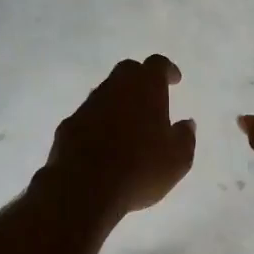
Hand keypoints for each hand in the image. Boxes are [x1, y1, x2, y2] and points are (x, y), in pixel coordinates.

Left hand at [42, 55, 196, 221]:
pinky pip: (88, 116)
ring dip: (118, 102)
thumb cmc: (140, 169)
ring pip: (106, 93)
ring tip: (129, 123)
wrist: (84, 188)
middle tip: (151, 97)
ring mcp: (88, 106)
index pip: (157, 64)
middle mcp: (114, 88)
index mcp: (145, 88)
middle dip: (140, 79)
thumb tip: (186, 124)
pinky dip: (99, 123)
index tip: (174, 80)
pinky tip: (104, 143)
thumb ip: (185, 137)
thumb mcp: (178, 160)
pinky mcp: (68, 126)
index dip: (167, 70)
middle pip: (128, 71)